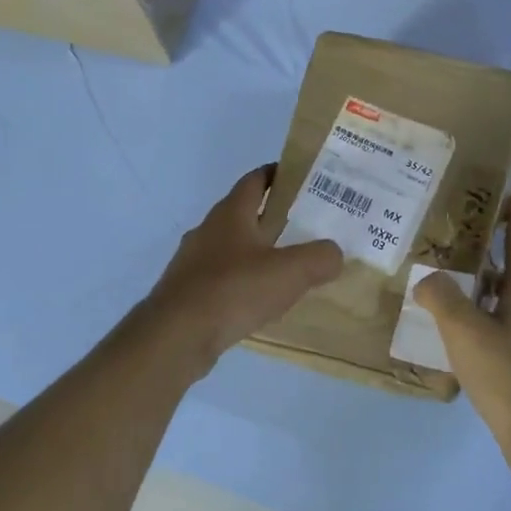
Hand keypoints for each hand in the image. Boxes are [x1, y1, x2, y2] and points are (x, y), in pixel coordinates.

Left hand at [142, 166, 342, 371]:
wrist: (176, 336)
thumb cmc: (233, 290)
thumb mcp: (290, 272)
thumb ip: (320, 258)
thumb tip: (334, 254)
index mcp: (231, 213)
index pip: (255, 180)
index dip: (277, 174)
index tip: (303, 178)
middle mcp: (209, 230)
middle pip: (244, 214)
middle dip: (273, 217)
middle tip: (307, 226)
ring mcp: (193, 262)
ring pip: (232, 248)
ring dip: (257, 253)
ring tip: (288, 267)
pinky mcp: (188, 292)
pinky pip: (222, 279)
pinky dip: (243, 283)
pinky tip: (260, 301)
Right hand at [414, 194, 510, 444]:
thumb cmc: (507, 373)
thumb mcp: (465, 330)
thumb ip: (442, 298)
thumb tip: (428, 280)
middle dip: (491, 260)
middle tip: (459, 249)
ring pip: (509, 308)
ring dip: (485, 297)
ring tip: (451, 296)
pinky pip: (506, 336)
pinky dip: (485, 328)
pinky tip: (462, 343)